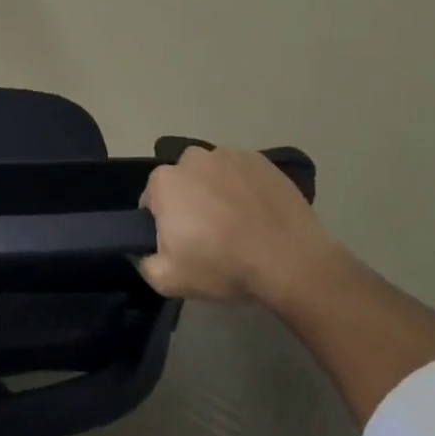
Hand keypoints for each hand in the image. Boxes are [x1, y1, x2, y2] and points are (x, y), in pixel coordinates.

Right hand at [138, 146, 338, 304]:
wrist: (292, 262)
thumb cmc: (224, 266)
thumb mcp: (168, 280)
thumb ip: (144, 262)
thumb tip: (143, 251)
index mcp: (164, 181)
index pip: (152, 202)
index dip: (164, 225)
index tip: (183, 245)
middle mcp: (192, 158)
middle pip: (182, 183)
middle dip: (190, 204)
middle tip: (210, 237)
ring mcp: (229, 155)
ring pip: (212, 175)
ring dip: (217, 193)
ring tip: (239, 226)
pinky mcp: (261, 160)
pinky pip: (242, 174)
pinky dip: (244, 189)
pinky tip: (259, 215)